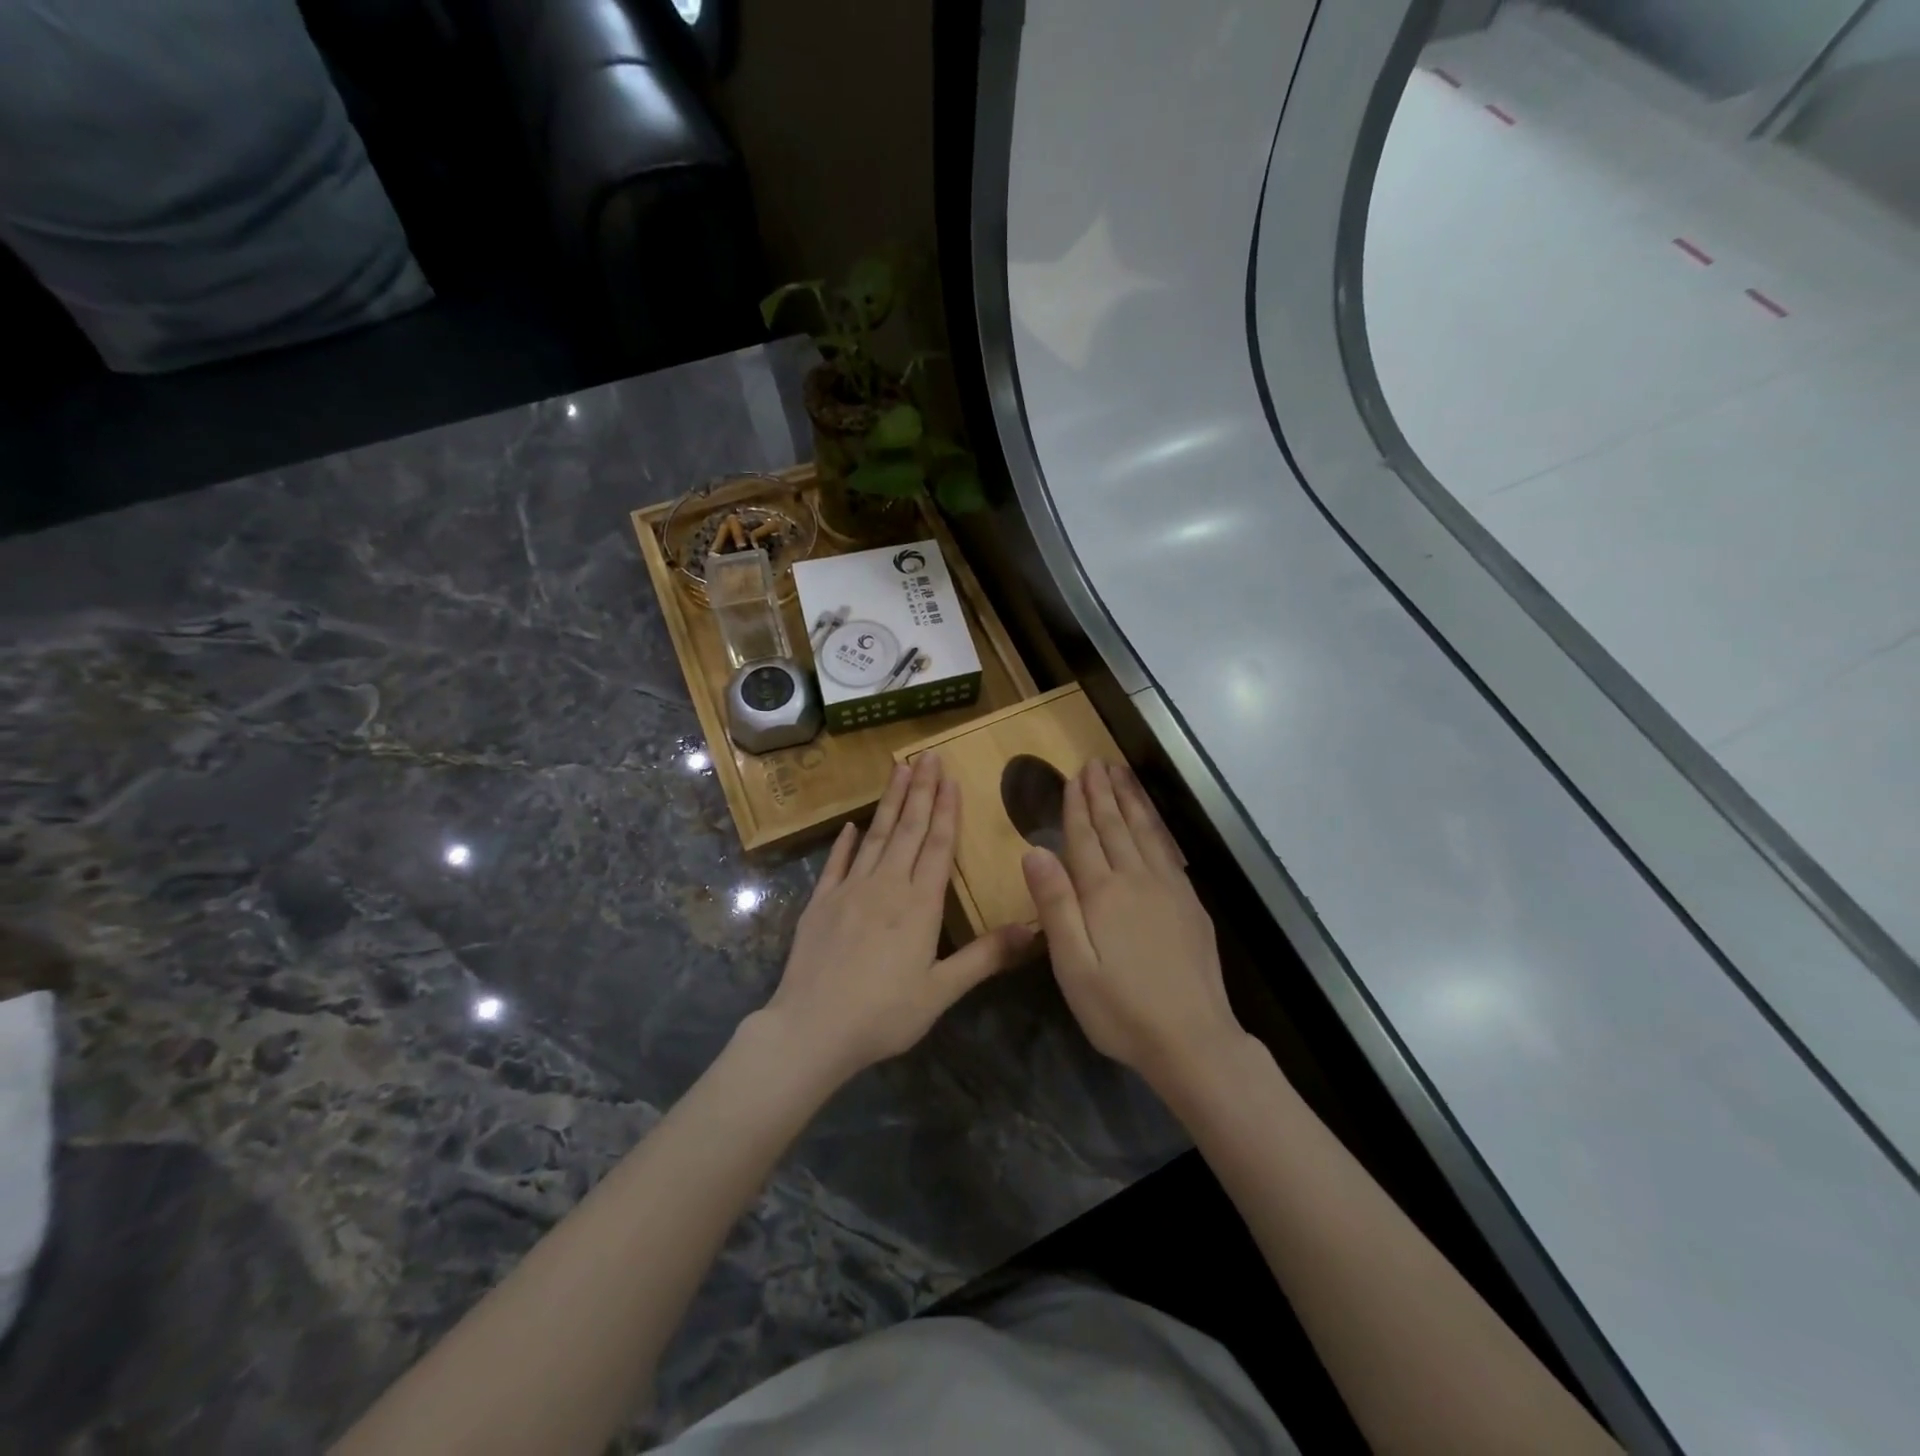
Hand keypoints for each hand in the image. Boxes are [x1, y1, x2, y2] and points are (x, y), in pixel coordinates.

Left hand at [761, 752, 1036, 1082]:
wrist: (812, 1028)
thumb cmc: (884, 1014)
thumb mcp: (942, 991)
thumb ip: (985, 957)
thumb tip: (1034, 928)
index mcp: (919, 904)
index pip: (937, 845)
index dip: (946, 809)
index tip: (950, 777)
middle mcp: (886, 885)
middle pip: (907, 829)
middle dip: (921, 791)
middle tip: (928, 756)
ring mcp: (849, 890)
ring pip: (874, 835)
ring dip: (889, 802)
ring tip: (899, 769)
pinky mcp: (820, 902)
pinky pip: (836, 863)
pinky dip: (845, 842)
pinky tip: (851, 825)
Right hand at [1022, 760, 1242, 1091]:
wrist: (1192, 1040)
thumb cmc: (1120, 1009)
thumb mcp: (1073, 964)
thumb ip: (1055, 904)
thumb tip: (1034, 850)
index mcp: (1103, 893)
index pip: (1085, 838)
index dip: (1077, 806)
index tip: (1074, 776)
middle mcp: (1137, 880)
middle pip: (1117, 827)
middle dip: (1104, 793)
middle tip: (1097, 762)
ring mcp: (1170, 890)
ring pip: (1147, 833)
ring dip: (1132, 801)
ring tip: (1123, 775)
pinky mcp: (1191, 906)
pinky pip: (1169, 851)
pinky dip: (1157, 828)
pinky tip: (1154, 824)